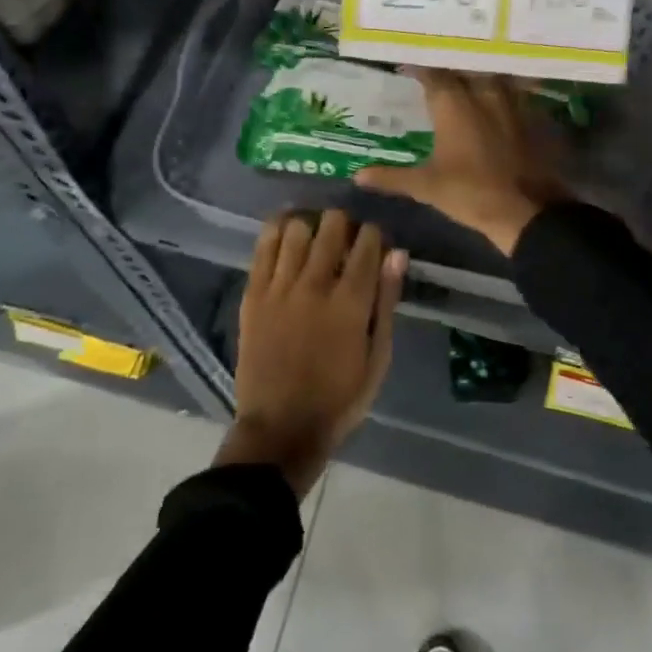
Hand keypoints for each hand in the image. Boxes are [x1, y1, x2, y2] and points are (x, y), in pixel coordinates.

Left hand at [217, 209, 405, 497]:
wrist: (280, 429)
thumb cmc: (339, 399)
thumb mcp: (378, 358)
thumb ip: (386, 302)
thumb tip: (397, 255)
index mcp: (351, 303)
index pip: (368, 242)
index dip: (375, 234)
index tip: (375, 242)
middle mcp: (315, 285)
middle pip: (332, 225)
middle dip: (345, 223)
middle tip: (345, 238)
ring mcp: (280, 287)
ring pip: (297, 228)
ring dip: (312, 225)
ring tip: (315, 236)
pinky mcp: (254, 294)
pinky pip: (264, 246)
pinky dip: (277, 231)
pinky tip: (287, 232)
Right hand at [357, 70, 564, 255]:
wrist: (527, 211)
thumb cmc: (471, 194)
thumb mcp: (426, 187)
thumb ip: (391, 177)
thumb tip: (358, 175)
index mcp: (454, 104)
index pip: (433, 73)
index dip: (419, 67)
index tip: (407, 65)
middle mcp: (483, 93)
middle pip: (464, 68)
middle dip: (449, 66)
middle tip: (436, 68)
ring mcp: (512, 102)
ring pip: (492, 75)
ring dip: (478, 74)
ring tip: (466, 77)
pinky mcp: (533, 116)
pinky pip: (515, 92)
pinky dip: (503, 91)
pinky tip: (498, 99)